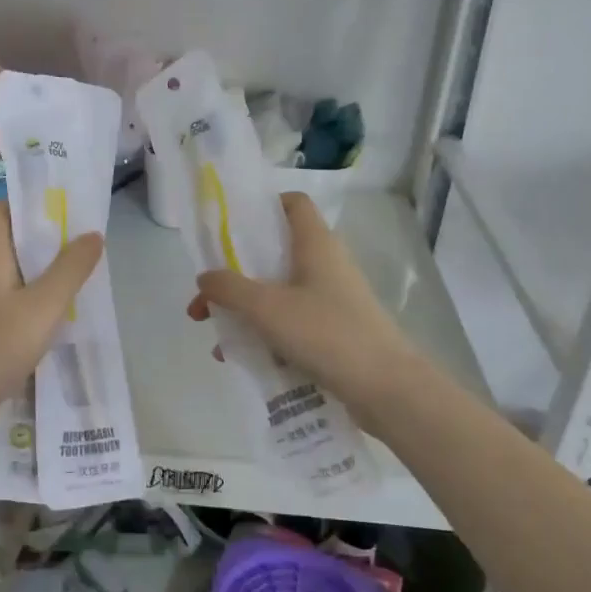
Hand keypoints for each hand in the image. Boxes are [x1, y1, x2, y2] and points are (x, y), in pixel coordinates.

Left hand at [0, 201, 103, 436]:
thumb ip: (70, 269)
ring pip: (12, 275)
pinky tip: (55, 320)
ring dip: (42, 274)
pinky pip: (9, 303)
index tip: (62, 210)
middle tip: (82, 247)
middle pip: (9, 242)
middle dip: (45, 241)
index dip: (27, 204)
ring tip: (77, 281)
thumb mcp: (44, 306)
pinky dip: (32, 302)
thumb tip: (92, 235)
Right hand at [186, 192, 421, 428]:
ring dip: (245, 309)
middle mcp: (326, 264)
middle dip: (234, 274)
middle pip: (274, 253)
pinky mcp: (335, 330)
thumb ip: (229, 288)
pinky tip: (241, 359)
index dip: (262, 206)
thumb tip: (205, 277)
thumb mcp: (267, 308)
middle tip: (205, 299)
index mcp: (315, 244)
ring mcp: (333, 299)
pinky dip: (265, 333)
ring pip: (279, 292)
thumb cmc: (326, 333)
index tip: (229, 228)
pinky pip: (291, 322)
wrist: (385, 388)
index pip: (292, 203)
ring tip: (216, 337)